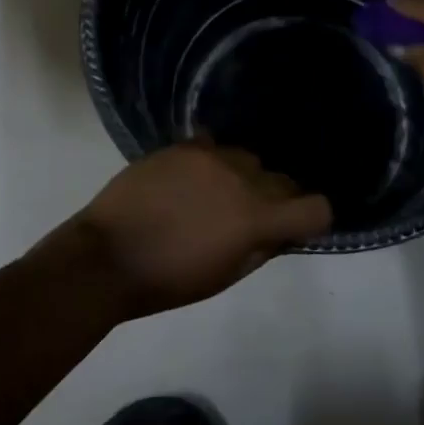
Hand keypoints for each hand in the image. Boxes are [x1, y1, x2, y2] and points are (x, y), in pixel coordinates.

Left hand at [38, 143, 331, 320]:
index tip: (298, 225)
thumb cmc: (169, 280)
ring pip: (248, 158)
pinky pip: (213, 144)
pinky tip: (193, 176)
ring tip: (215, 194)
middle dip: (276, 198)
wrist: (107, 256)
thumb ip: (262, 248)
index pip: (316, 207)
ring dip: (243, 176)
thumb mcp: (225, 276)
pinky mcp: (183, 145)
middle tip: (249, 216)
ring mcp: (211, 156)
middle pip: (282, 180)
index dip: (313, 217)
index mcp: (256, 218)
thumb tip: (282, 230)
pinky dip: (212, 160)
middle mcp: (242, 179)